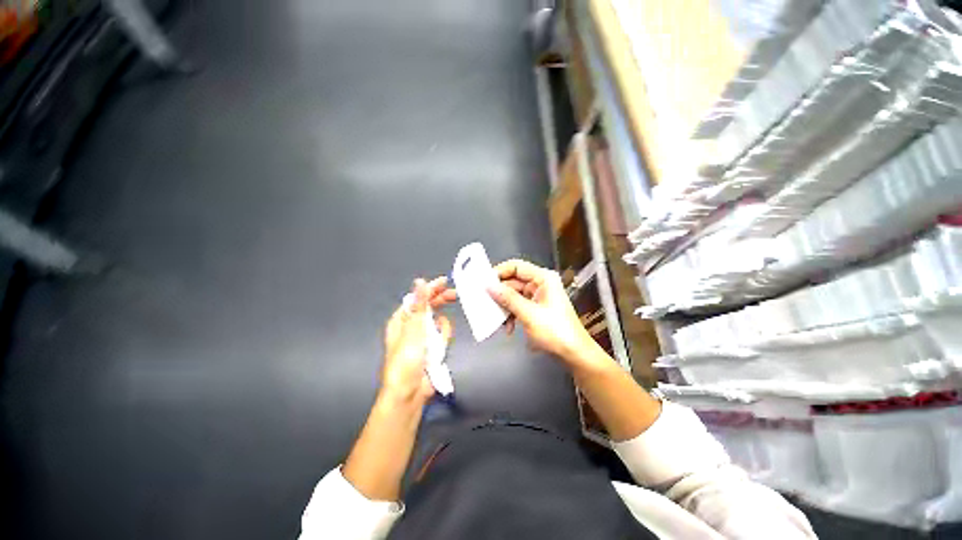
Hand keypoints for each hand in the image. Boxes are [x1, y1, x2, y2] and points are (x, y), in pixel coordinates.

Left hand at [381, 277, 455, 403]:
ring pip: (438, 322)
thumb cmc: (407, 359)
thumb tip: (420, 281)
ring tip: (438, 342)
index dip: (430, 288)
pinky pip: (442, 336)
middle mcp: (411, 326)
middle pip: (429, 307)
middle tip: (455, 295)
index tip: (445, 281)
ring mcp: (422, 337)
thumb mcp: (415, 329)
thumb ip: (420, 304)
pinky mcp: (432, 347)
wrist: (410, 393)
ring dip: (441, 328)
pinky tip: (440, 349)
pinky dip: (443, 340)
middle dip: (441, 301)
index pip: (417, 298)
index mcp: (401, 319)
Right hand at [487, 259, 604, 368]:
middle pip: (513, 282)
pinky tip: (508, 327)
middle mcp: (540, 284)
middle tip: (485, 302)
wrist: (574, 354)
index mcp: (543, 278)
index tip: (484, 282)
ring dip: (504, 307)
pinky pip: (518, 306)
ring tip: (497, 319)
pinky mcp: (535, 309)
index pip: (516, 266)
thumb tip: (489, 286)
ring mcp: (538, 297)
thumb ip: (508, 298)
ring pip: (513, 295)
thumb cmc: (556, 331)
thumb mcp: (528, 314)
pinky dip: (511, 315)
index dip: (499, 272)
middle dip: (500, 294)